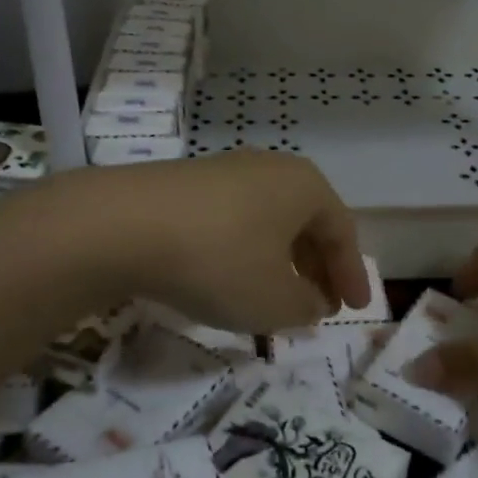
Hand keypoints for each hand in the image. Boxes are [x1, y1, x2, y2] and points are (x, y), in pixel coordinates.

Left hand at [80, 150, 368, 333]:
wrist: (124, 225)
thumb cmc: (220, 260)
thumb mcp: (274, 300)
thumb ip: (305, 306)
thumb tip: (312, 301)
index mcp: (304, 186)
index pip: (342, 231)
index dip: (351, 274)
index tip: (354, 309)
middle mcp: (270, 168)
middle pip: (306, 221)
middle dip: (315, 266)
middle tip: (318, 305)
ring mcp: (225, 170)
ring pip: (268, 219)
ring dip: (279, 259)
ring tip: (275, 296)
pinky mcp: (187, 183)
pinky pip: (234, 219)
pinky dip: (244, 251)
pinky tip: (230, 277)